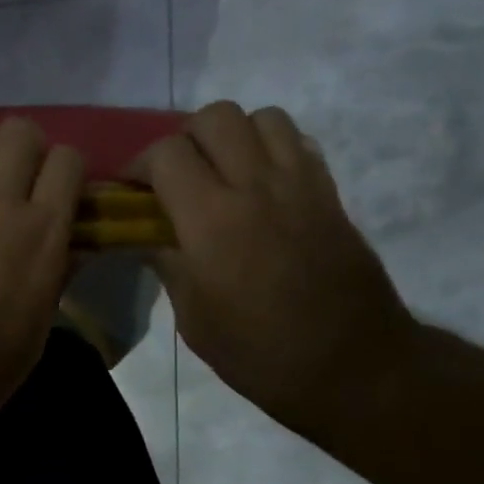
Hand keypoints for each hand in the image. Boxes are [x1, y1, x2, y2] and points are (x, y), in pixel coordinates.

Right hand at [133, 101, 417, 437]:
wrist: (351, 366)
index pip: (166, 154)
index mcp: (212, 221)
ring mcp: (300, 184)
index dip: (139, 165)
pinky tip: (260, 185)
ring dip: (232, 136)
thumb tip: (151, 237)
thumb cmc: (259, 354)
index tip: (132, 191)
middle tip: (176, 177)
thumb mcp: (194, 320)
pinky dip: (271, 148)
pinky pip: (297, 142)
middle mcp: (256, 186)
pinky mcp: (329, 193)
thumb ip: (169, 265)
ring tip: (222, 174)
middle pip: (214, 117)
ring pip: (261, 117)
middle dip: (184, 139)